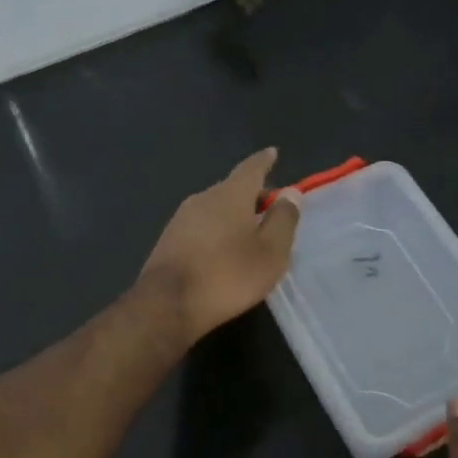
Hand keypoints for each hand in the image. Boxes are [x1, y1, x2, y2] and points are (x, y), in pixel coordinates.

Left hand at [141, 148, 300, 341]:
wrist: (167, 305)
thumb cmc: (227, 276)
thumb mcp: (270, 252)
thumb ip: (283, 220)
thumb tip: (290, 192)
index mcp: (230, 194)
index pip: (251, 168)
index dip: (264, 161)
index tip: (272, 153)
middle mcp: (202, 198)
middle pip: (232, 188)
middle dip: (252, 194)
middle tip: (271, 207)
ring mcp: (181, 219)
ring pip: (215, 208)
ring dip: (233, 215)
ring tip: (250, 231)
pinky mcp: (169, 240)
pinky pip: (201, 226)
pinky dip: (217, 230)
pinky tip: (223, 250)